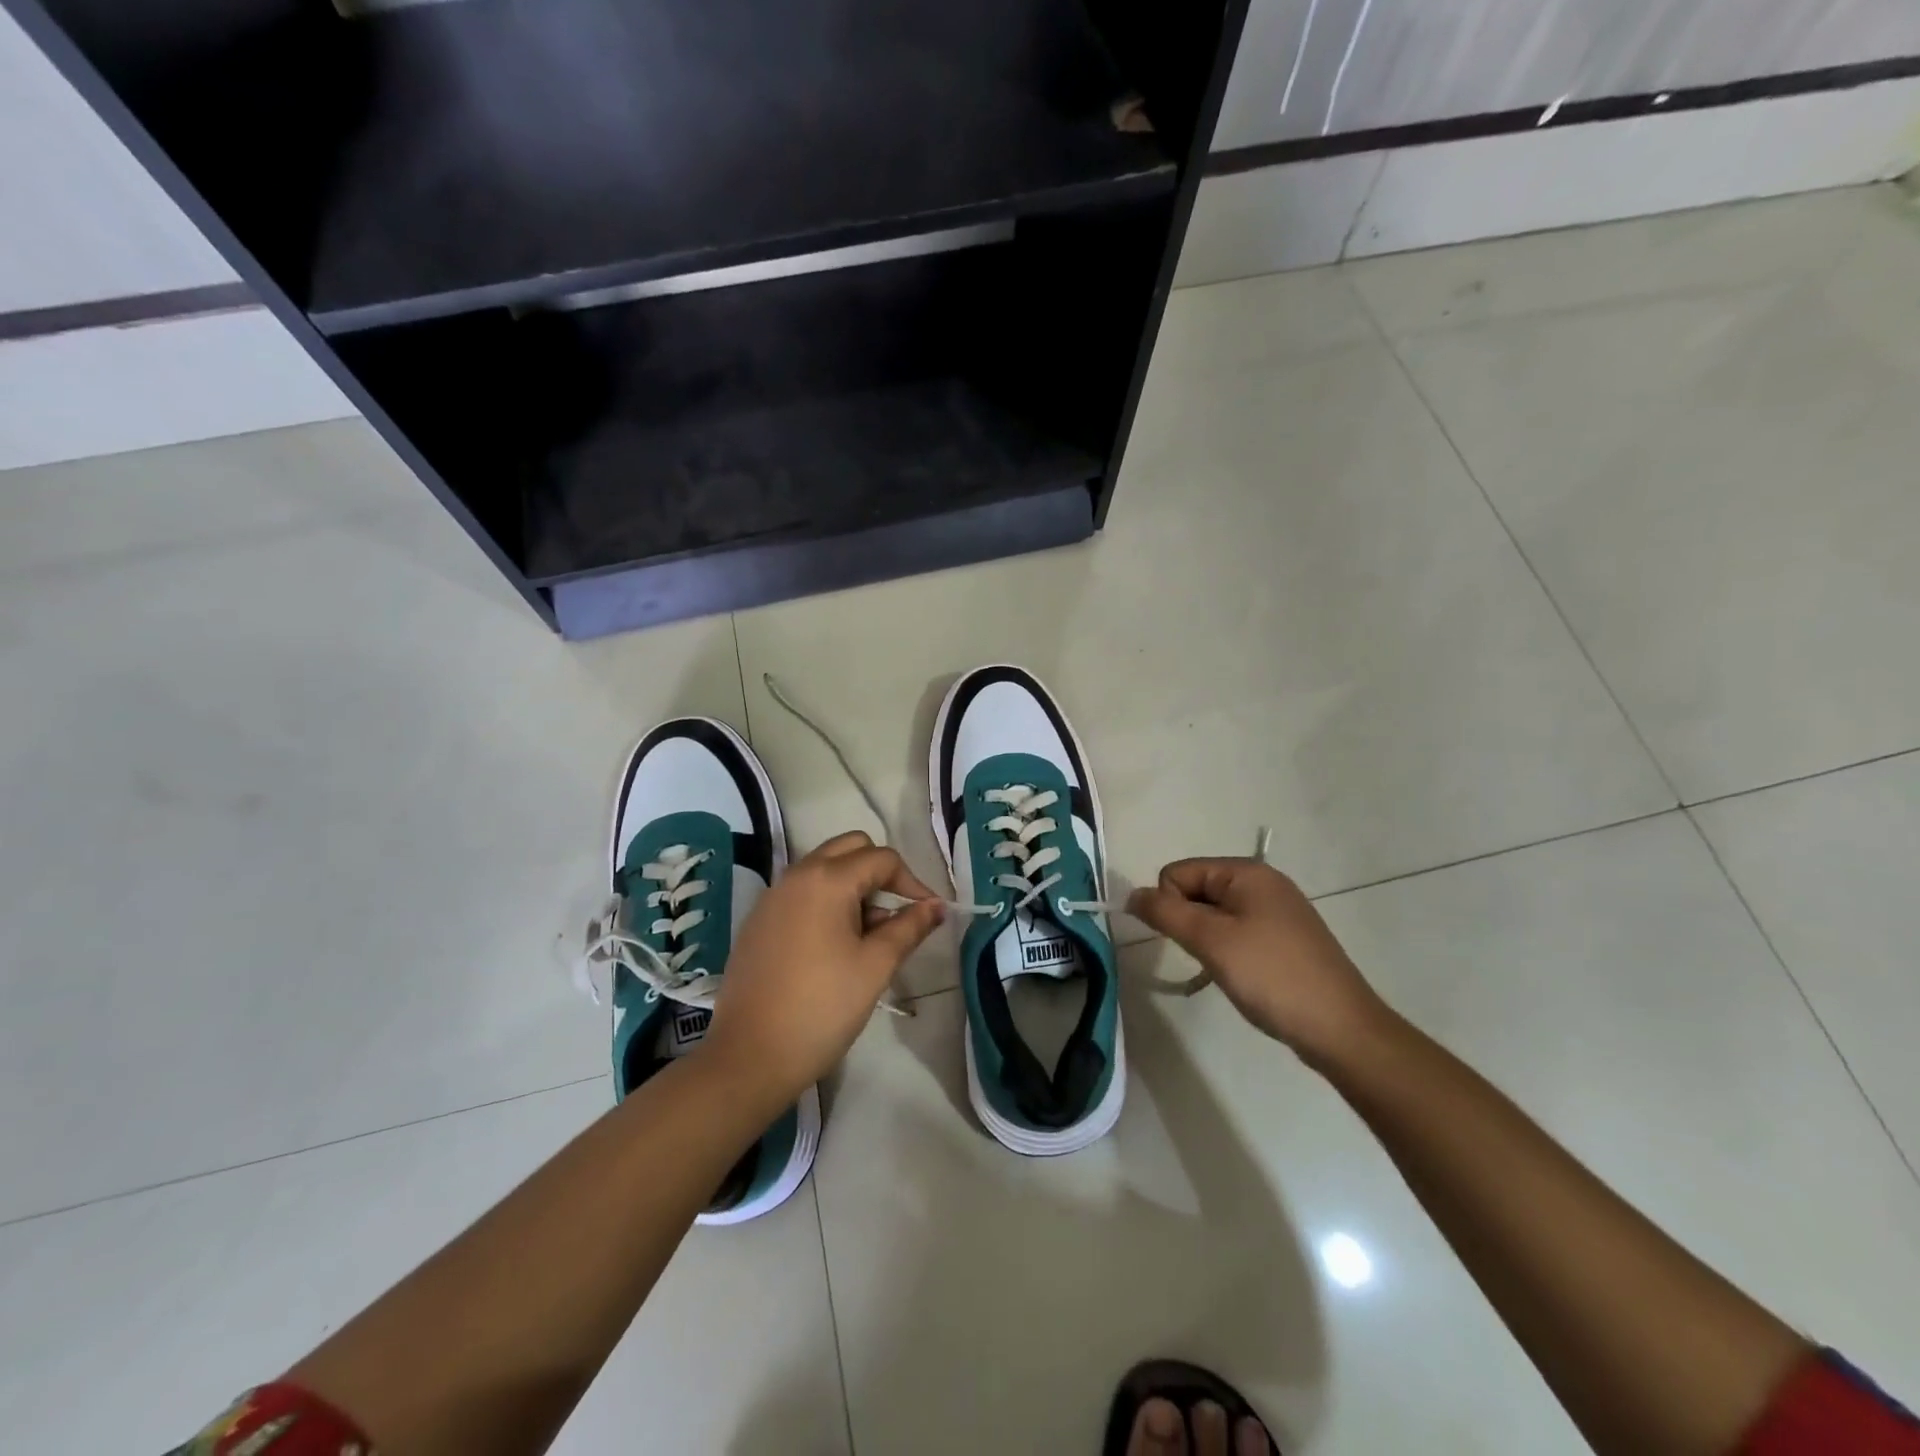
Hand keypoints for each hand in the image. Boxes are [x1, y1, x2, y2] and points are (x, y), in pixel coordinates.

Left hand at [704, 831, 944, 1103]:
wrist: (750, 1056)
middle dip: (880, 873)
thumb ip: (909, 928)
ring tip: (866, 938)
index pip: (882, 859)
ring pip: (824, 868)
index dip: (912, 882)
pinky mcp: (758, 920)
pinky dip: (826, 901)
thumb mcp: (875, 966)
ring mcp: (772, 896)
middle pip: (850, 849)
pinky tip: (832, 948)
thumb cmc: (822, 1008)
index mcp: (827, 879)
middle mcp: (797, 875)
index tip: (926, 915)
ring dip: (853, 887)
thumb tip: (937, 906)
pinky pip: (801, 892)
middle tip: (894, 917)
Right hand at [1128, 858, 1385, 1064]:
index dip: (1170, 905)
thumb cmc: (1271, 977)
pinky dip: (1227, 951)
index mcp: (1246, 872)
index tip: (1189, 941)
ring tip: (1224, 971)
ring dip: (1207, 941)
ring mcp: (1277, 911)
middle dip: (1189, 923)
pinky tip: (1239, 978)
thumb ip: (1166, 912)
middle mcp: (1262, 883)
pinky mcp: (1284, 939)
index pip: (1178, 872)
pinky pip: (1237, 932)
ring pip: (1214, 915)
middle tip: (1208, 957)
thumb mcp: (1211, 941)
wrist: (1342, 1029)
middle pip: (1196, 890)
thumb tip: (1132, 895)